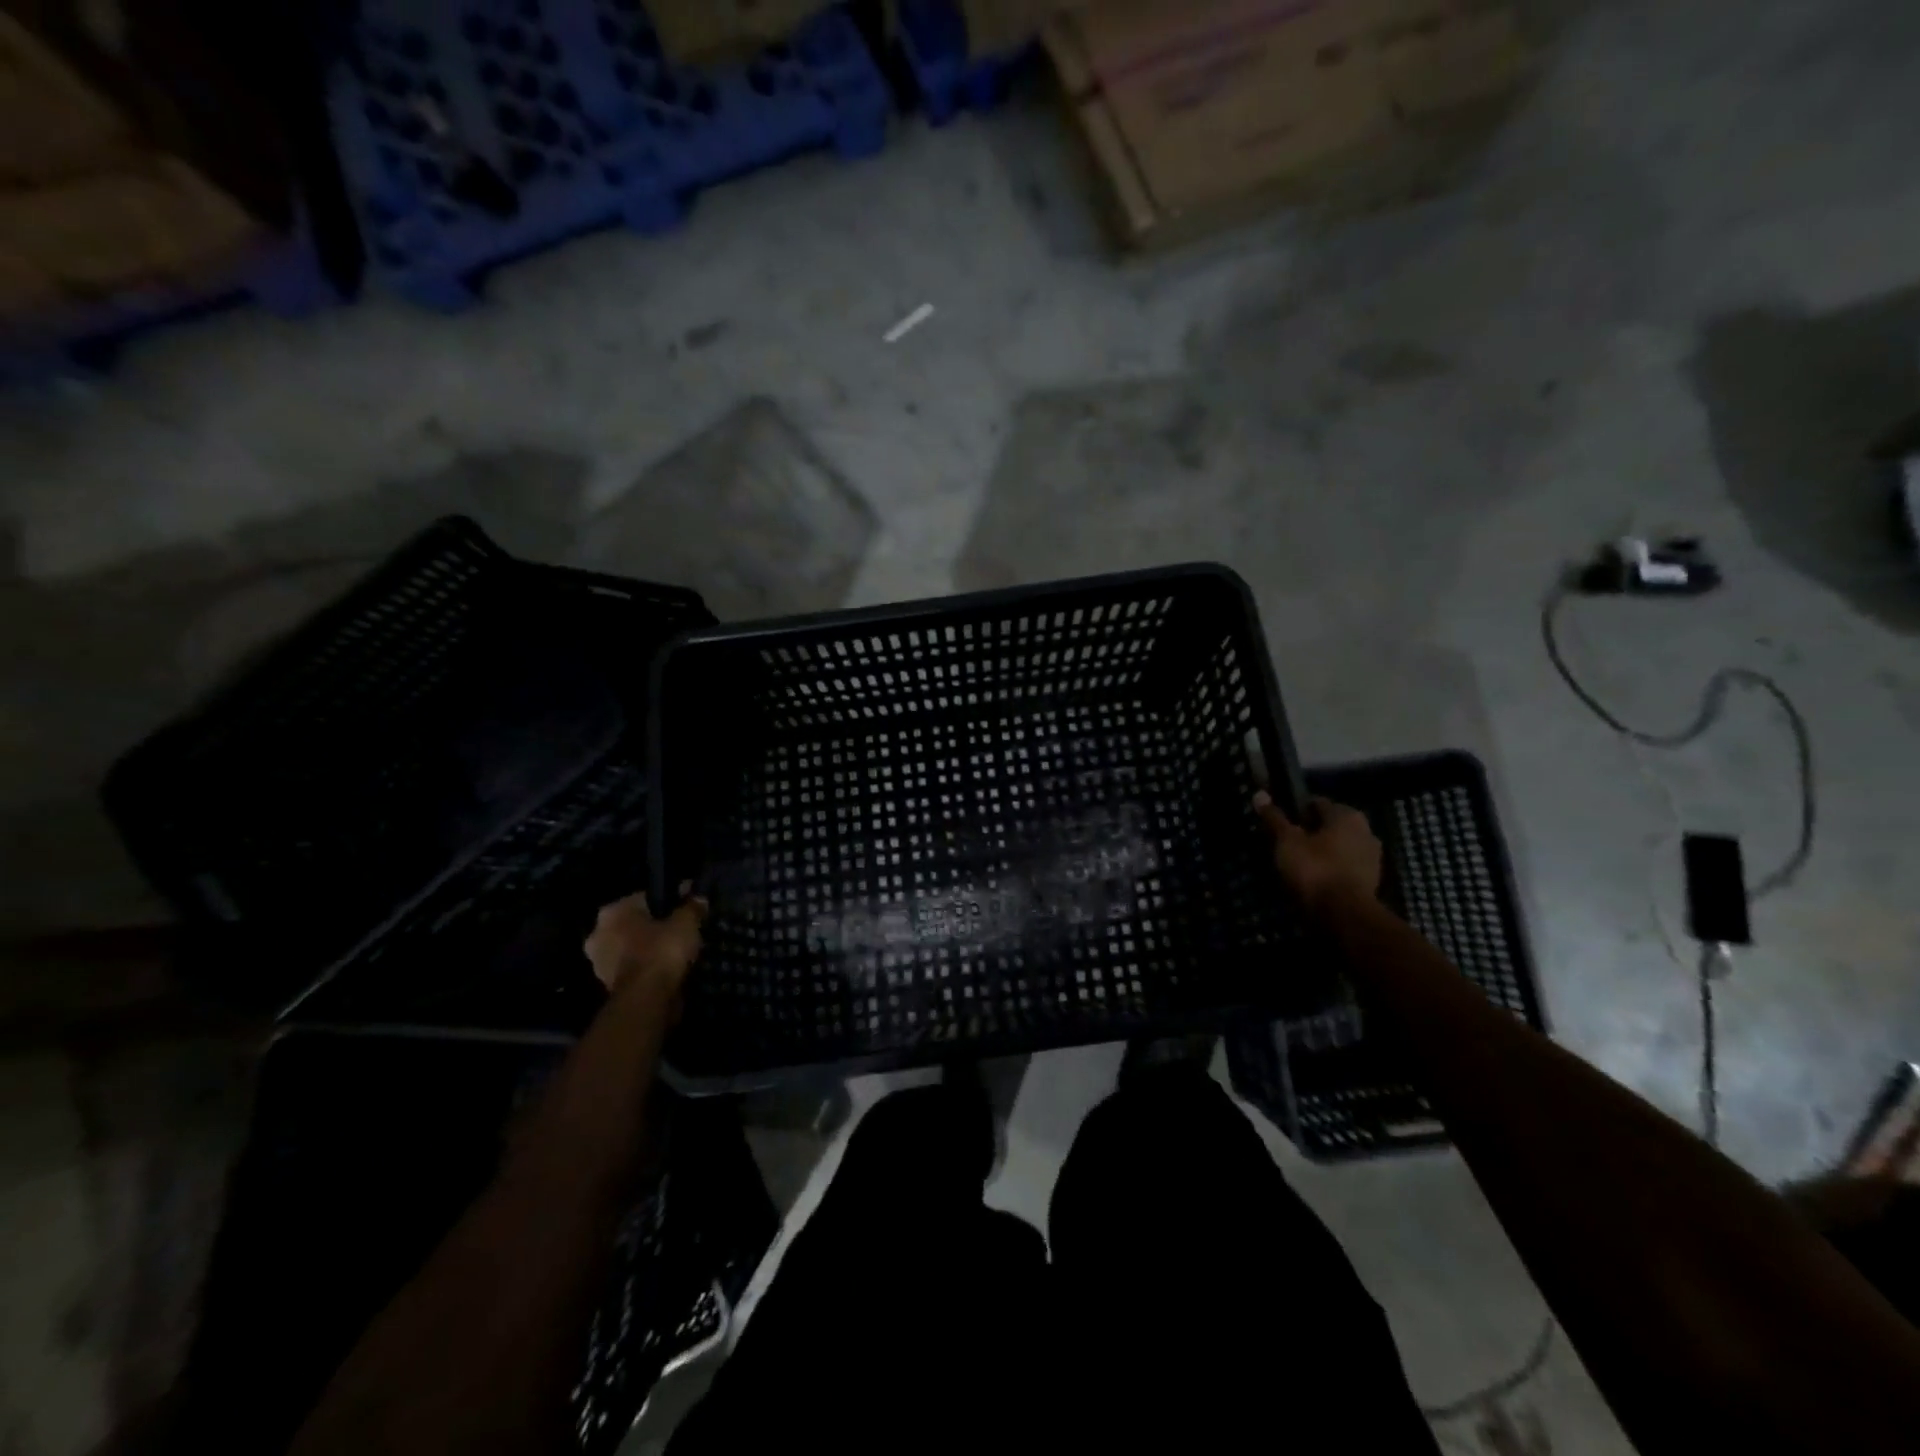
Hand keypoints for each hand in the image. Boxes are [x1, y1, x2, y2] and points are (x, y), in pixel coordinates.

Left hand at [585, 887, 706, 1001]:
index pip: (646, 898)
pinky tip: (669, 969)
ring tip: (679, 952)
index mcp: (612, 911)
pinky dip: (648, 969)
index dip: (670, 901)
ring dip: (650, 950)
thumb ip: (692, 907)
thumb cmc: (661, 951)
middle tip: (683, 931)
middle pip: (636, 924)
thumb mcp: (686, 922)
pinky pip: (635, 969)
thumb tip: (698, 898)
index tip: (689, 907)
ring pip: (633, 948)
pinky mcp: (608, 987)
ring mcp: (599, 963)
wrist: (647, 1000)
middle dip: (656, 927)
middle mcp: (598, 934)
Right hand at [1253, 791, 1382, 914]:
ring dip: (1321, 852)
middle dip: (1310, 832)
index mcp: (1347, 815)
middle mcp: (1366, 831)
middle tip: (1286, 844)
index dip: (1295, 811)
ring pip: (1338, 848)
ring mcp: (1372, 858)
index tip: (1279, 824)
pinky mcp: (1371, 881)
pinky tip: (1313, 880)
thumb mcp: (1286, 841)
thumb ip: (1275, 818)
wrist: (1344, 915)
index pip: (1316, 803)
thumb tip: (1259, 794)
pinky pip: (1344, 868)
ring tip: (1297, 864)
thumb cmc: (1314, 869)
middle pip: (1329, 826)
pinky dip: (1330, 870)